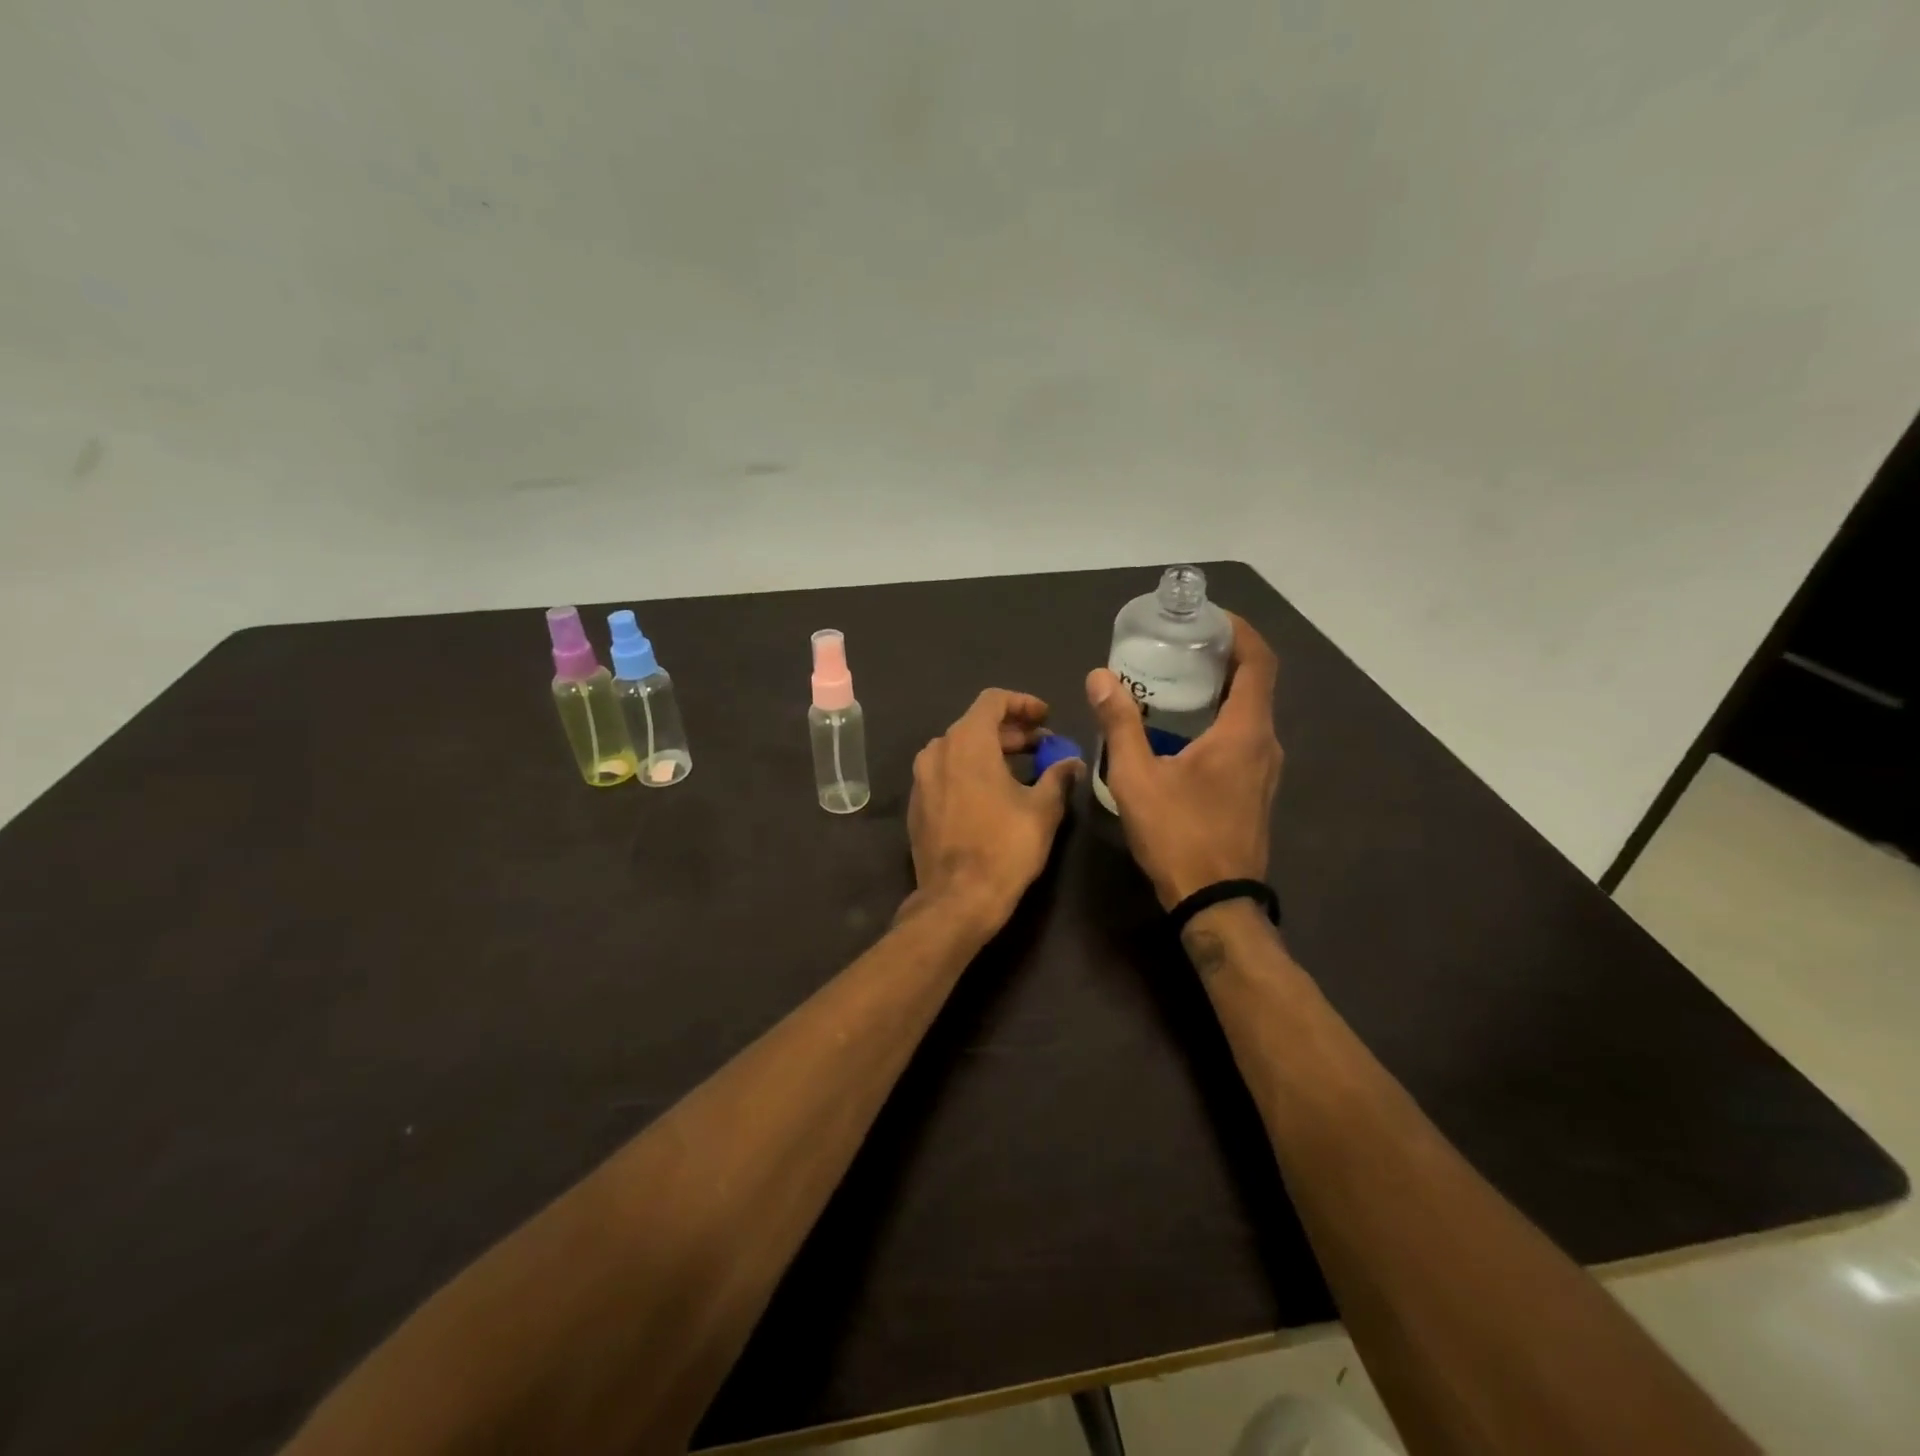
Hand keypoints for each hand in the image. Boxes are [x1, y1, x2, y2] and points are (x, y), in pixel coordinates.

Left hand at [905, 689, 1082, 932]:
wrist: (956, 899)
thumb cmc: (1004, 846)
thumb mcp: (1042, 809)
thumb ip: (1057, 776)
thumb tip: (1071, 762)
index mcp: (967, 742)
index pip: (993, 700)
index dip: (1023, 703)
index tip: (1046, 717)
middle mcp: (937, 751)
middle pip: (976, 724)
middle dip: (1011, 732)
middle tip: (1042, 745)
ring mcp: (922, 778)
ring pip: (959, 749)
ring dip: (991, 752)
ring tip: (1022, 769)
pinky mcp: (917, 804)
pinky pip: (946, 773)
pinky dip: (970, 772)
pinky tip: (993, 794)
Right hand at [1086, 614, 1282, 908]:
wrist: (1215, 900)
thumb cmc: (1178, 834)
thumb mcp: (1137, 777)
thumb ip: (1119, 723)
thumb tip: (1099, 676)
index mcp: (1245, 731)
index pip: (1258, 661)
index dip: (1238, 631)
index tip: (1208, 616)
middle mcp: (1265, 743)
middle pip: (1255, 682)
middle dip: (1222, 655)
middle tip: (1180, 643)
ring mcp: (1265, 769)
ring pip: (1250, 711)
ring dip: (1221, 688)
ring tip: (1177, 678)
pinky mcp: (1256, 788)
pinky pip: (1244, 736)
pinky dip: (1221, 717)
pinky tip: (1182, 728)